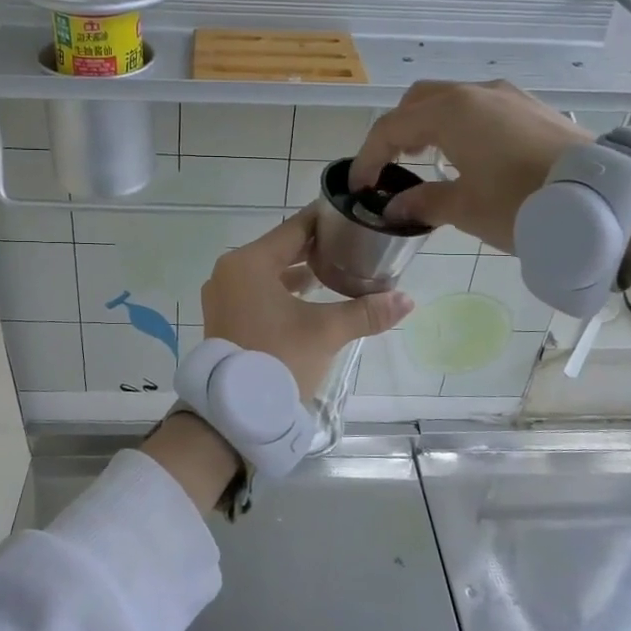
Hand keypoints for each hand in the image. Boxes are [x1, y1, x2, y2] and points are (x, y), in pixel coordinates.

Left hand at [199, 204, 414, 398]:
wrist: (234, 413)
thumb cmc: (278, 360)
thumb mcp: (326, 332)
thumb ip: (365, 312)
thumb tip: (407, 300)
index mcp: (249, 263)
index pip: (295, 228)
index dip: (327, 221)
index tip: (355, 217)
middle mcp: (230, 272)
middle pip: (281, 249)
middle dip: (318, 249)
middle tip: (354, 245)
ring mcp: (223, 296)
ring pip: (269, 272)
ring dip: (301, 272)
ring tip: (338, 271)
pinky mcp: (224, 318)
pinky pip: (258, 292)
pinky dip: (283, 291)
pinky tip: (311, 298)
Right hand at [350, 81, 589, 251]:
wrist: (601, 200)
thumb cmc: (522, 203)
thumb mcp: (465, 209)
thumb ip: (423, 203)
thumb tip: (393, 209)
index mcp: (451, 112)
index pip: (391, 127)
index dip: (368, 157)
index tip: (359, 187)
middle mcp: (476, 92)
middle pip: (418, 101)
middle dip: (395, 131)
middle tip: (388, 166)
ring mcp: (508, 96)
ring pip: (451, 99)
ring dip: (428, 124)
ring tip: (424, 157)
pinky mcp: (531, 107)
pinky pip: (480, 106)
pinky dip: (459, 124)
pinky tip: (467, 153)